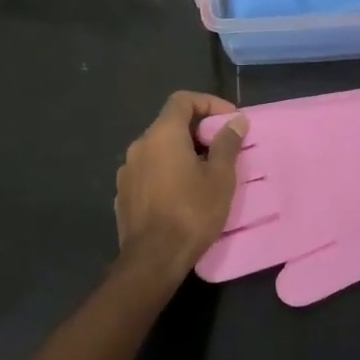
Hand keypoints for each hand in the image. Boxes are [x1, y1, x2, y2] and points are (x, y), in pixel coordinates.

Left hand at [114, 92, 246, 276]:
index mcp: (162, 134)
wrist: (152, 260)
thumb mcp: (220, 177)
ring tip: (205, 173)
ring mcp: (127, 170)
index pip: (183, 100)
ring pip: (159, 149)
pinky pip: (149, 171)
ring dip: (182, 153)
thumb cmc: (191, 212)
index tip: (229, 121)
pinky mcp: (123, 194)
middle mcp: (139, 145)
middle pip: (170, 124)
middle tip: (222, 149)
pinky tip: (182, 194)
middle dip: (198, 131)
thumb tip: (236, 121)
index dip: (209, 103)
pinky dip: (167, 172)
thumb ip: (227, 143)